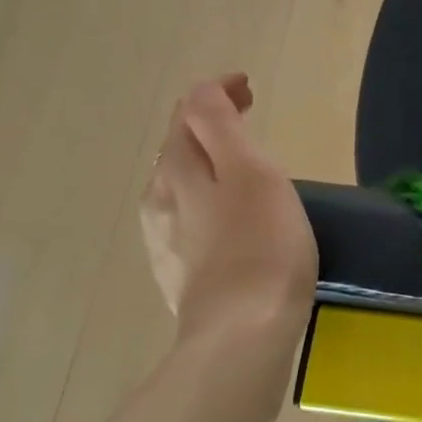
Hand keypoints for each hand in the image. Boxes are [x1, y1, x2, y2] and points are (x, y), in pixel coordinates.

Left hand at [139, 75, 315, 349]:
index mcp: (178, 169)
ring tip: (237, 159)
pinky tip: (223, 213)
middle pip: (179, 145)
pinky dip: (205, 196)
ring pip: (179, 182)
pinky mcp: (178, 272)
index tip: (248, 87)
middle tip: (246, 112)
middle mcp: (159, 198)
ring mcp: (164, 239)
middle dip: (209, 121)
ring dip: (205, 160)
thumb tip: (205, 92)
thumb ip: (221, 125)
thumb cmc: (262, 245)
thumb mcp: (250, 171)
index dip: (216, 91)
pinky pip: (186, 217)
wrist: (243, 333)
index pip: (190, 111)